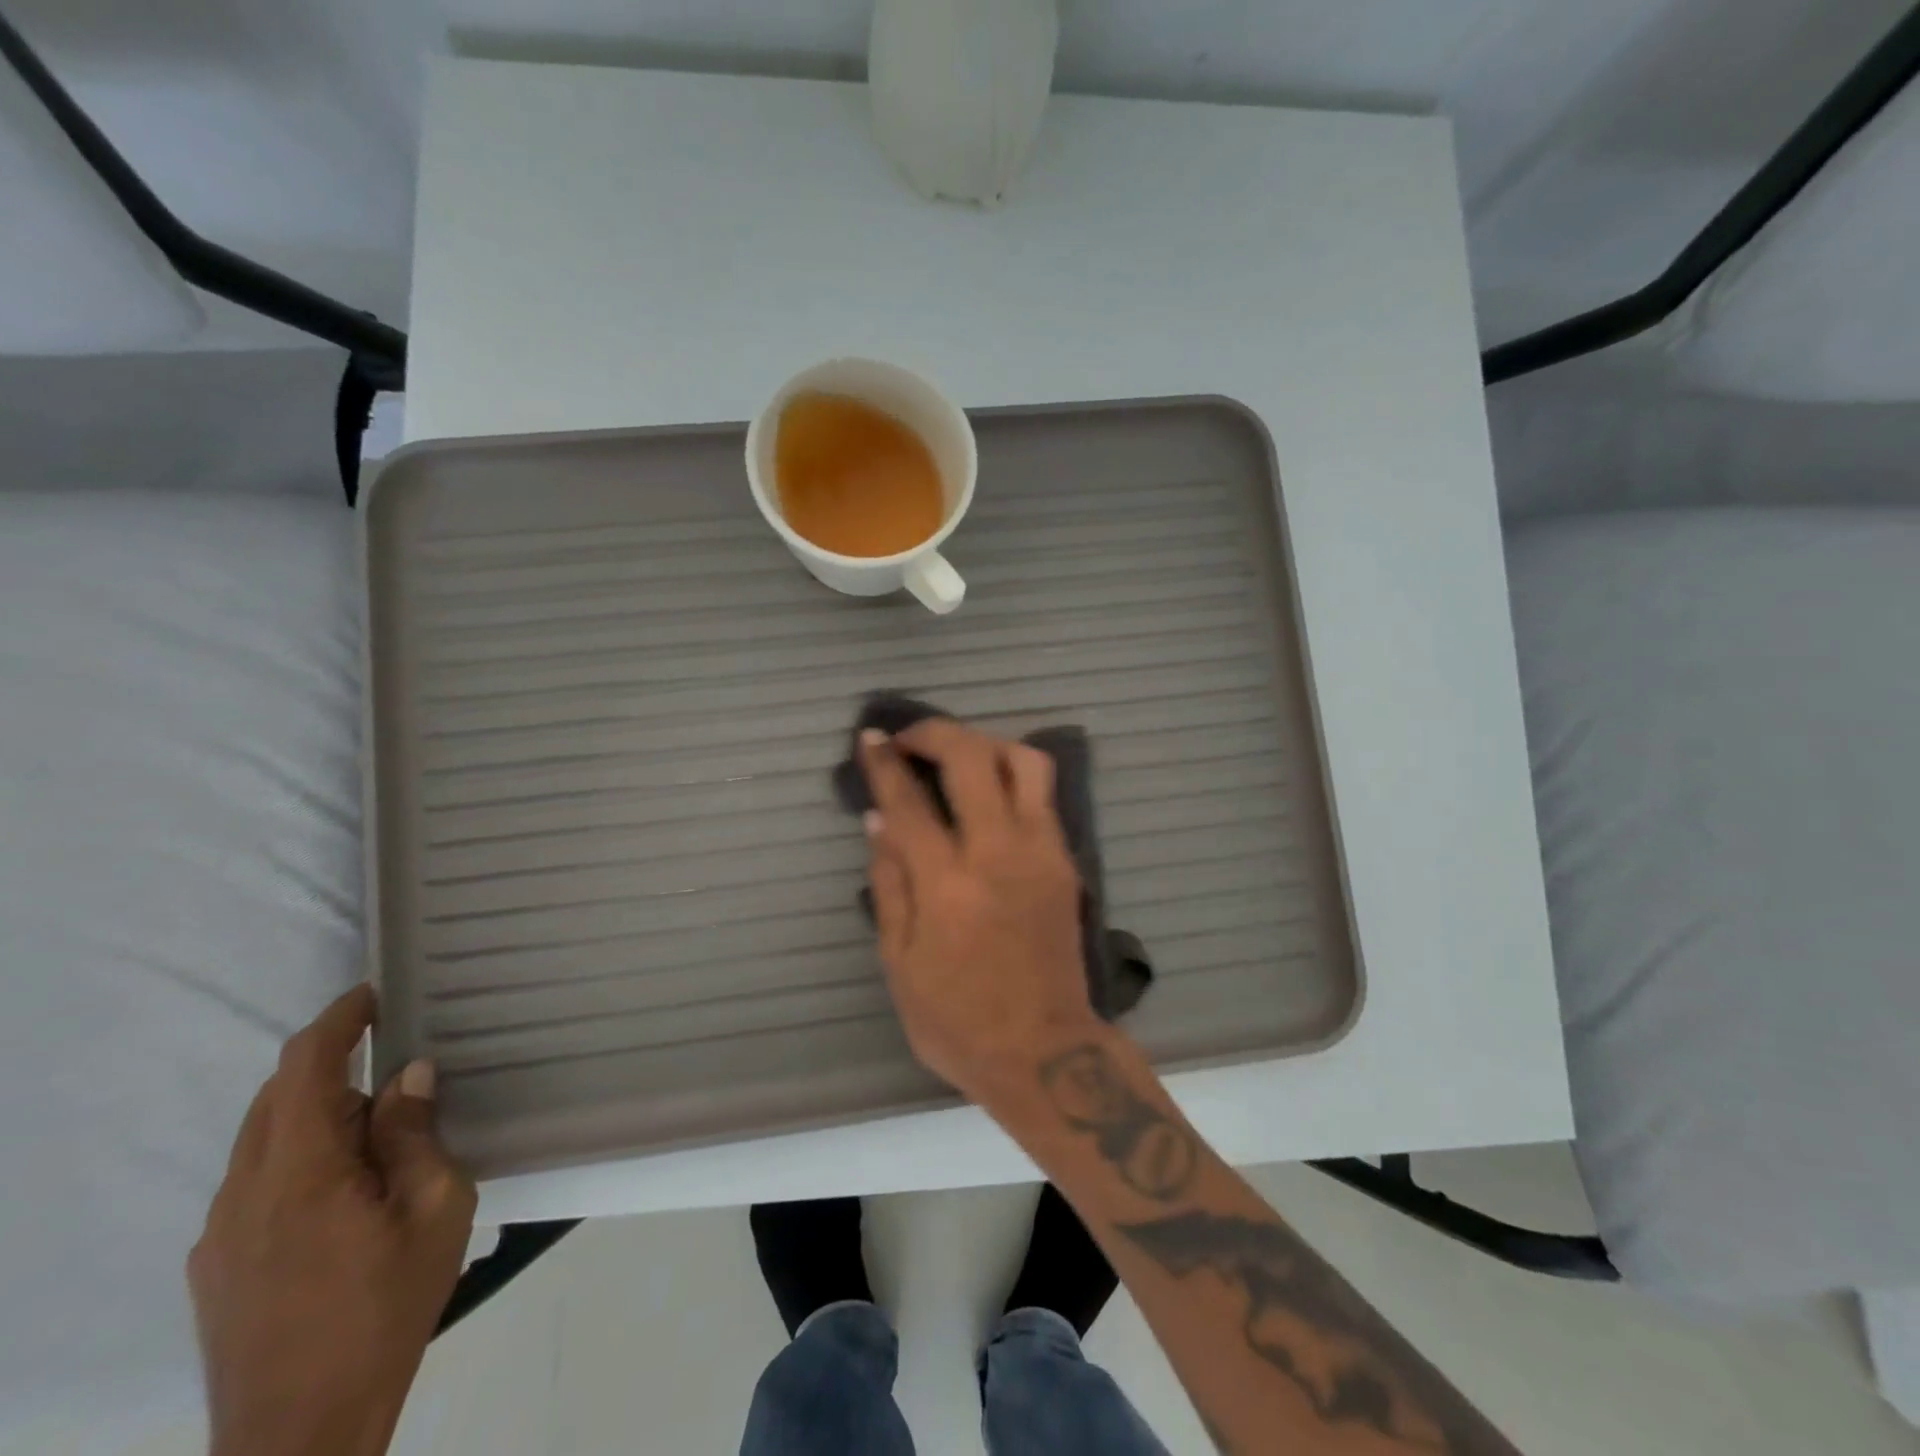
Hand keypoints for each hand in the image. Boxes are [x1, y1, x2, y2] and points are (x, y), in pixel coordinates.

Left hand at [188, 986, 475, 1455]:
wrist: (300, 1433)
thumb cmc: (385, 1306)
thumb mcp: (435, 1208)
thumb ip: (414, 1134)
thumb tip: (409, 1075)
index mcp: (299, 1172)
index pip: (306, 1067)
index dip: (338, 1021)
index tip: (375, 994)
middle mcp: (243, 1192)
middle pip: (279, 1098)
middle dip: (337, 1069)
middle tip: (402, 1079)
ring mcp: (220, 1234)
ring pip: (266, 1141)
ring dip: (322, 1117)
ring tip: (384, 1144)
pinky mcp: (215, 1267)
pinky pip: (257, 1182)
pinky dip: (302, 1158)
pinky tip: (347, 1196)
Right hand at [860, 719, 1101, 1107]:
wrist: (1045, 1052)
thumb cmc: (958, 1020)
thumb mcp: (901, 963)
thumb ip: (889, 884)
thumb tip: (878, 820)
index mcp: (949, 885)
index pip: (910, 802)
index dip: (885, 763)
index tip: (871, 738)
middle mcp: (1000, 853)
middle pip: (973, 757)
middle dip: (936, 732)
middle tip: (909, 739)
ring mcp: (1042, 852)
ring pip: (1024, 761)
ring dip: (984, 743)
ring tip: (956, 757)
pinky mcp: (1066, 861)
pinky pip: (1042, 794)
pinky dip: (1010, 774)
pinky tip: (986, 791)